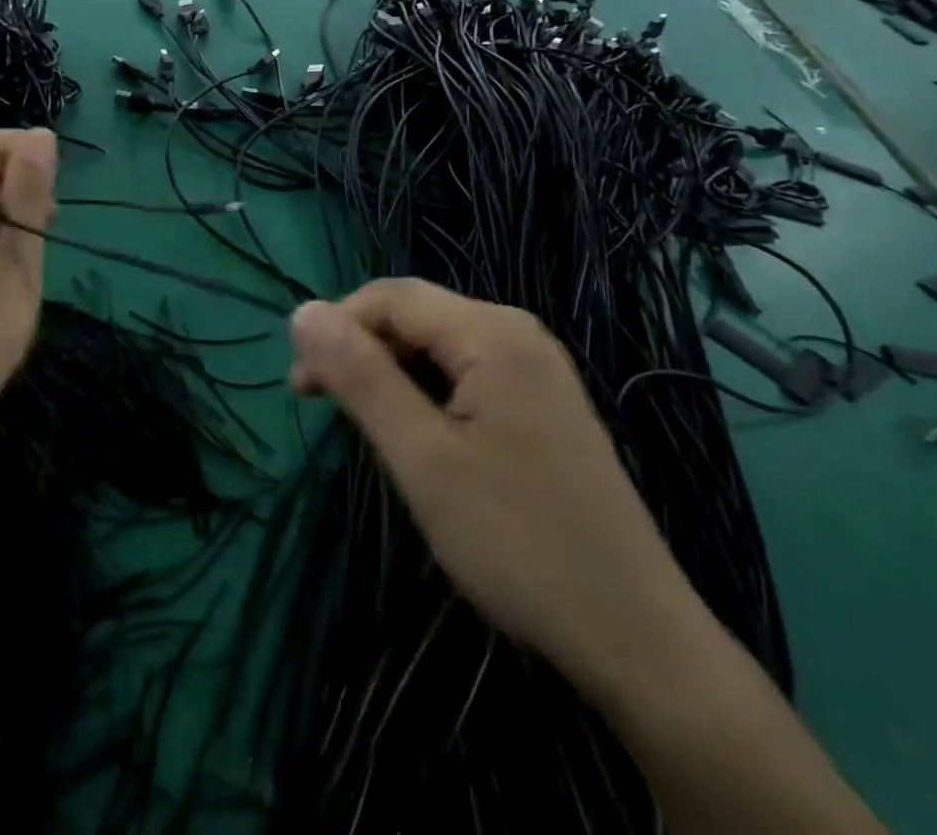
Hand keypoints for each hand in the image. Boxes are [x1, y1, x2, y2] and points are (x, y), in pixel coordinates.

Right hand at [289, 279, 711, 699]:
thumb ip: (360, 376)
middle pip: (414, 316)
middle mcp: (517, 334)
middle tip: (322, 407)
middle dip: (360, 351)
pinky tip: (416, 437)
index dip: (335, 328)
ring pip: (436, 346)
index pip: (389, 297)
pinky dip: (424, 394)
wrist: (636, 638)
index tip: (300, 387)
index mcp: (492, 333)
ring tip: (366, 428)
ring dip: (388, 374)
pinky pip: (463, 374)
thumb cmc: (517, 542)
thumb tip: (301, 311)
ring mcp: (535, 369)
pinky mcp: (540, 404)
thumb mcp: (422, 456)